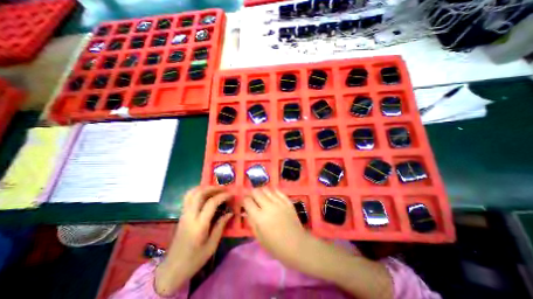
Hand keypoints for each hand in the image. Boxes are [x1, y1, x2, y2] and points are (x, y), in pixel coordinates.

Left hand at [154, 187, 233, 296]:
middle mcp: (189, 216)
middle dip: (213, 188)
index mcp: (199, 225)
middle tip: (224, 189)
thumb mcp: (212, 245)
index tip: (231, 194)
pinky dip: (198, 191)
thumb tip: (230, 212)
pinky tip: (205, 195)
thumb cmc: (194, 259)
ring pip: (191, 193)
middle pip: (199, 193)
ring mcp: (183, 214)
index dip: (223, 196)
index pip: (211, 203)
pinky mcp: (181, 215)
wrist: (172, 269)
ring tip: (215, 189)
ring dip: (204, 188)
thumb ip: (221, 226)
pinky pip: (188, 198)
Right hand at [241, 188, 308, 266]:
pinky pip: (278, 191)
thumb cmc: (276, 246)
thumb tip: (247, 211)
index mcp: (259, 217)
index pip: (247, 201)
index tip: (244, 201)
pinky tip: (271, 194)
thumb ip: (251, 222)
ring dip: (261, 191)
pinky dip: (272, 191)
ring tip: (261, 195)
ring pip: (267, 189)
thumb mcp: (259, 237)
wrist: (297, 245)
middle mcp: (268, 206)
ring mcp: (279, 202)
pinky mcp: (287, 201)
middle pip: (256, 192)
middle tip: (251, 196)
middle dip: (251, 192)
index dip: (244, 200)